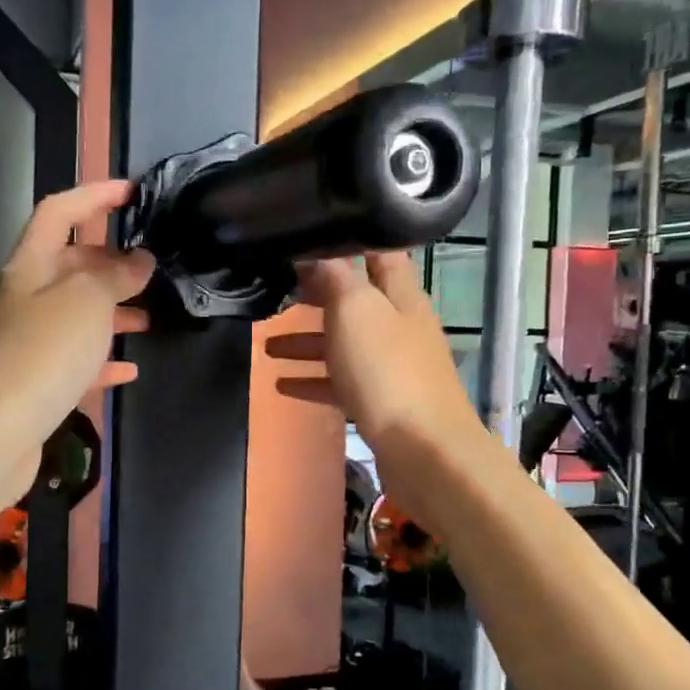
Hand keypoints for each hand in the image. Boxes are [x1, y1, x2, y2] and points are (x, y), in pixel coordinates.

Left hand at [0, 180, 153, 503]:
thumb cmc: (42, 354)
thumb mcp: (87, 303)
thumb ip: (115, 276)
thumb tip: (139, 261)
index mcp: (31, 266)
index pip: (59, 212)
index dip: (94, 195)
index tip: (133, 192)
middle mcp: (26, 299)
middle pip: (69, 265)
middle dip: (110, 262)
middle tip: (150, 268)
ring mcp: (29, 342)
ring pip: (76, 315)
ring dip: (112, 312)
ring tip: (149, 318)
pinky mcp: (35, 383)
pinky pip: (75, 362)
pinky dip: (102, 361)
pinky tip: (129, 370)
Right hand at [266, 252, 484, 514]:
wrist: (424, 451)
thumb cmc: (387, 370)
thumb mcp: (356, 310)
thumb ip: (335, 277)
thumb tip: (317, 252)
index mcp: (400, 295)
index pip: (377, 253)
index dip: (346, 242)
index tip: (307, 238)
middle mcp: (399, 325)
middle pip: (354, 301)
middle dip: (316, 297)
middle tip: (277, 292)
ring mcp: (392, 366)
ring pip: (343, 344)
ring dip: (306, 342)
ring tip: (265, 346)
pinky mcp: (382, 403)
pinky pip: (341, 383)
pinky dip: (313, 380)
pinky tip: (282, 385)